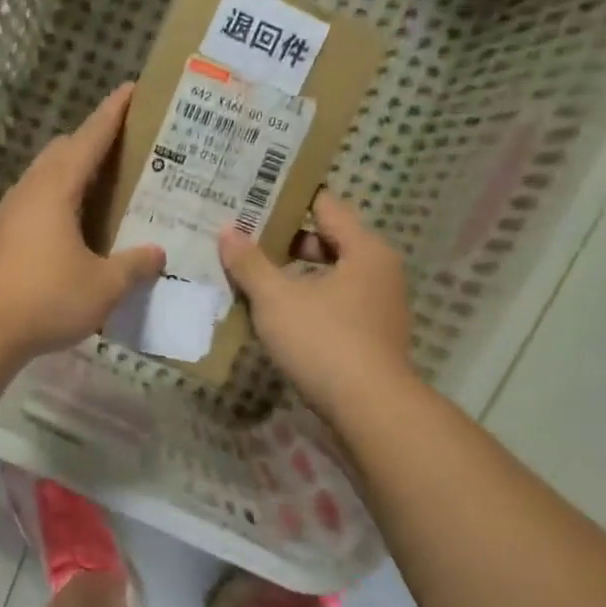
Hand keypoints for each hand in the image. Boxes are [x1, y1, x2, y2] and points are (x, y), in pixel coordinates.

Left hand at [0, 83, 164, 361]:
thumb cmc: (47, 298)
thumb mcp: (104, 286)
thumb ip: (134, 266)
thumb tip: (158, 253)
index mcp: (56, 189)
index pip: (89, 138)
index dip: (112, 114)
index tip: (130, 89)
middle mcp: (28, 191)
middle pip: (61, 152)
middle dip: (91, 142)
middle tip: (124, 150)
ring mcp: (7, 214)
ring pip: (43, 179)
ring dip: (70, 176)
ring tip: (100, 191)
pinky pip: (32, 206)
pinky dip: (55, 204)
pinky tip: (70, 232)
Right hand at [217, 191, 414, 414]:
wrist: (369, 409)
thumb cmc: (324, 340)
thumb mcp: (276, 299)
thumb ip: (250, 263)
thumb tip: (227, 231)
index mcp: (365, 249)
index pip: (326, 207)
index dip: (289, 200)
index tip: (255, 197)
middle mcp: (379, 271)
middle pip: (328, 242)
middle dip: (285, 242)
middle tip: (243, 238)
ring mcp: (378, 307)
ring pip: (328, 278)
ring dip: (293, 277)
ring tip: (250, 277)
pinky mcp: (370, 337)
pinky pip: (333, 306)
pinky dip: (305, 303)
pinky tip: (273, 315)